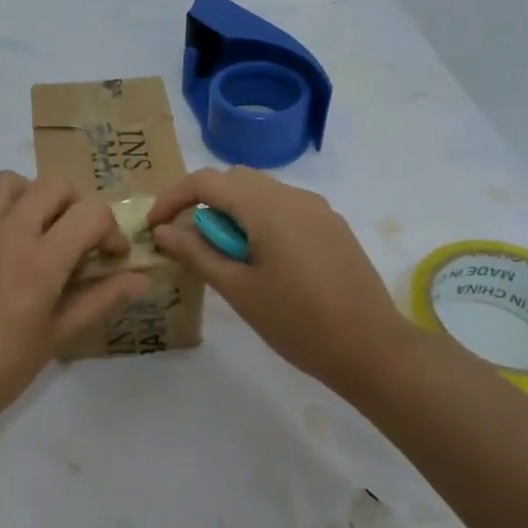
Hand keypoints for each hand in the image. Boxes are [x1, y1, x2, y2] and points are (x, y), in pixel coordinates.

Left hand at [0, 172, 152, 429]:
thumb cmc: (4, 367)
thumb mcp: (59, 335)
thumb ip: (102, 299)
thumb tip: (143, 279)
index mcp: (41, 261)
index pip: (91, 214)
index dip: (112, 230)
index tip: (112, 257)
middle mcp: (11, 233)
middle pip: (56, 186)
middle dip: (79, 207)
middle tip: (81, 243)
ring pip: (16, 182)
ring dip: (39, 196)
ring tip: (45, 232)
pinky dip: (9, 206)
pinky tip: (13, 244)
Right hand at [149, 166, 416, 391]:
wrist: (372, 348)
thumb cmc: (298, 322)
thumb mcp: (238, 289)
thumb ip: (198, 253)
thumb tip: (164, 230)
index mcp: (267, 207)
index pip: (206, 181)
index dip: (173, 198)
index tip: (155, 226)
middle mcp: (293, 196)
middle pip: (235, 179)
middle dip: (203, 201)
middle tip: (186, 239)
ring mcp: (318, 209)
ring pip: (261, 191)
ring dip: (232, 211)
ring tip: (222, 253)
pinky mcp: (332, 226)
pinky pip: (285, 207)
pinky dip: (259, 219)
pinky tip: (260, 258)